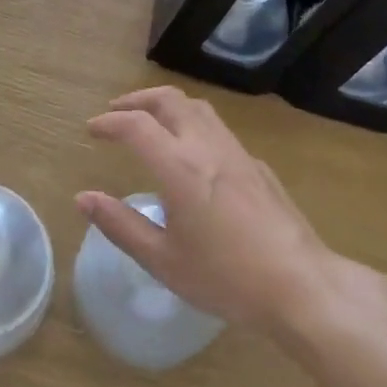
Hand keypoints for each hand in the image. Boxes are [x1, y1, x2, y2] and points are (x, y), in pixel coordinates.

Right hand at [77, 87, 351, 335]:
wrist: (302, 286)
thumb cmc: (226, 278)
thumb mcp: (163, 260)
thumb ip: (120, 225)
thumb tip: (84, 199)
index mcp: (179, 168)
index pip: (135, 125)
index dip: (108, 122)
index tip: (92, 130)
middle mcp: (207, 148)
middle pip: (170, 100)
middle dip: (138, 100)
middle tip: (117, 112)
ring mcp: (238, 154)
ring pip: (199, 108)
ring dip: (168, 106)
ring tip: (151, 123)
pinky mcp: (258, 167)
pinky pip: (219, 129)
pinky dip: (193, 125)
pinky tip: (192, 155)